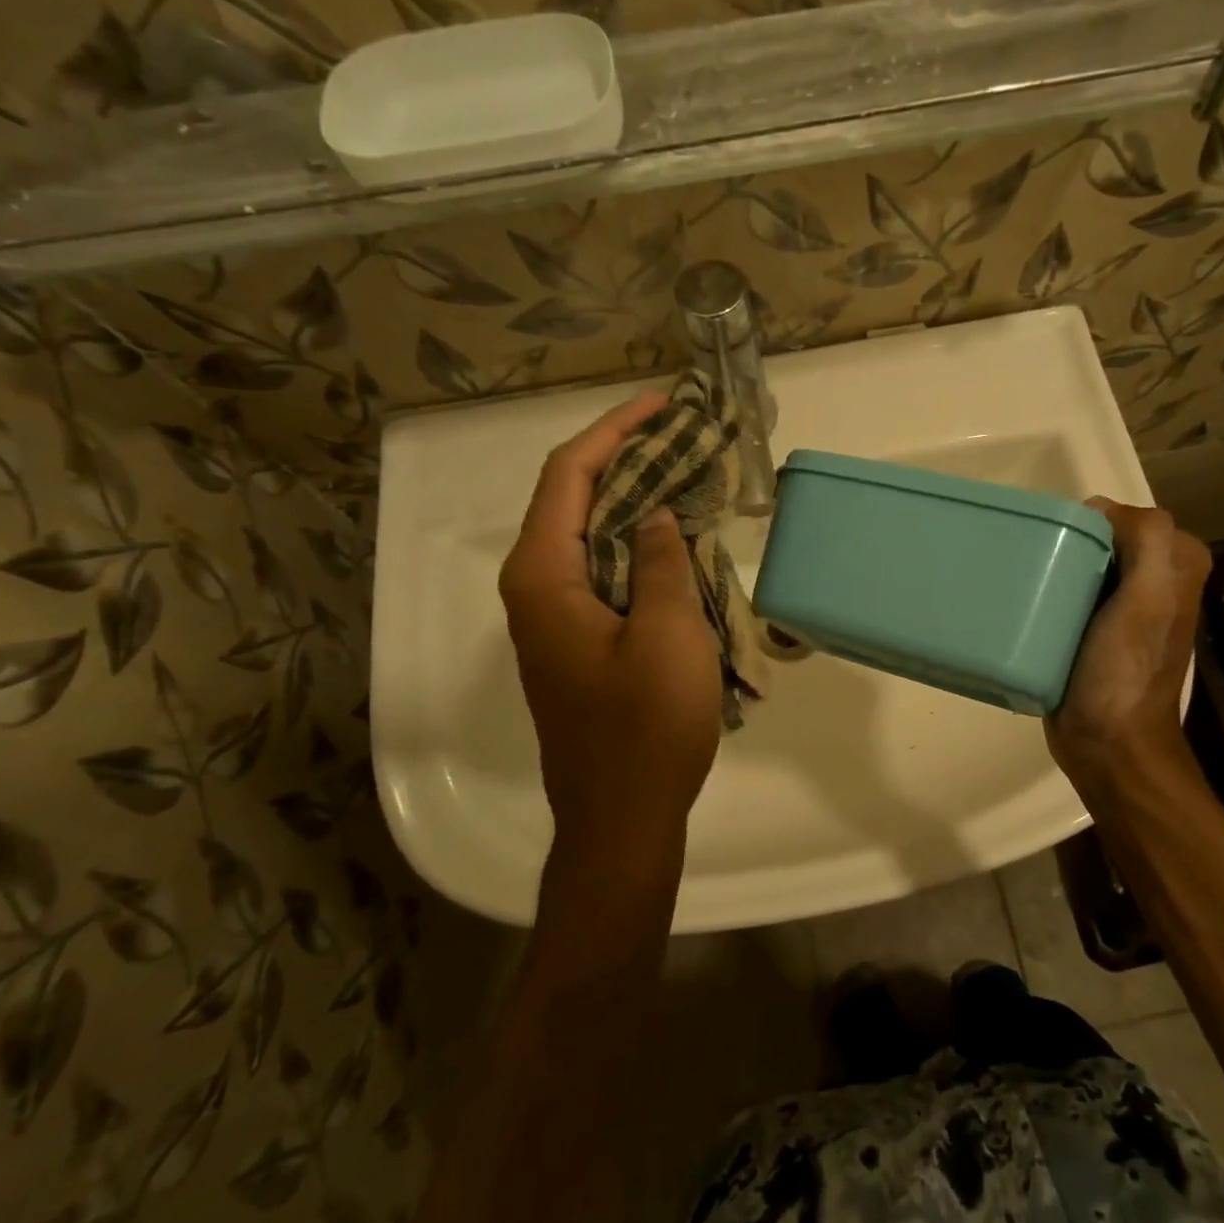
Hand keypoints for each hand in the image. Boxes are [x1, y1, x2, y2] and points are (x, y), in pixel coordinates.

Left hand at [498, 393, 722, 868]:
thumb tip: (657, 517)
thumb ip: (663, 562)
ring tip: (687, 475)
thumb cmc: (645, 727)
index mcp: (543, 577)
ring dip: (635, 502)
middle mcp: (537, 589)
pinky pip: (605, 573)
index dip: (614, 431)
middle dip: (627, 460)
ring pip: (591, 537)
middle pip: (574, 500)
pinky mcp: (579, 643)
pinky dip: (639, 546)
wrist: (621, 818)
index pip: (569, 476)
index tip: (661, 404)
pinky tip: (680, 541)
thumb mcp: (668, 634)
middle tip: (683, 435)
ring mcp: (556, 619)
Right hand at [1046, 501, 1212, 813]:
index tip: (1059, 549)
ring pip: (1083, 563)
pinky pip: (1069, 593)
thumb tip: (1100, 510)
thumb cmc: (1126, 671)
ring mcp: (1123, 609)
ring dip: (1056, 566)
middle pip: (1103, 539)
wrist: (1107, 744)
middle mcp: (1156, 582)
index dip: (1092, 523)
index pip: (1127, 517)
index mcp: (1177, 567)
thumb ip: (1146, 540)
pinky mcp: (1093, 632)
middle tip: (1037, 566)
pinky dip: (1049, 591)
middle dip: (1070, 542)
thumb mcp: (1149, 599)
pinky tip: (1029, 605)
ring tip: (1028, 583)